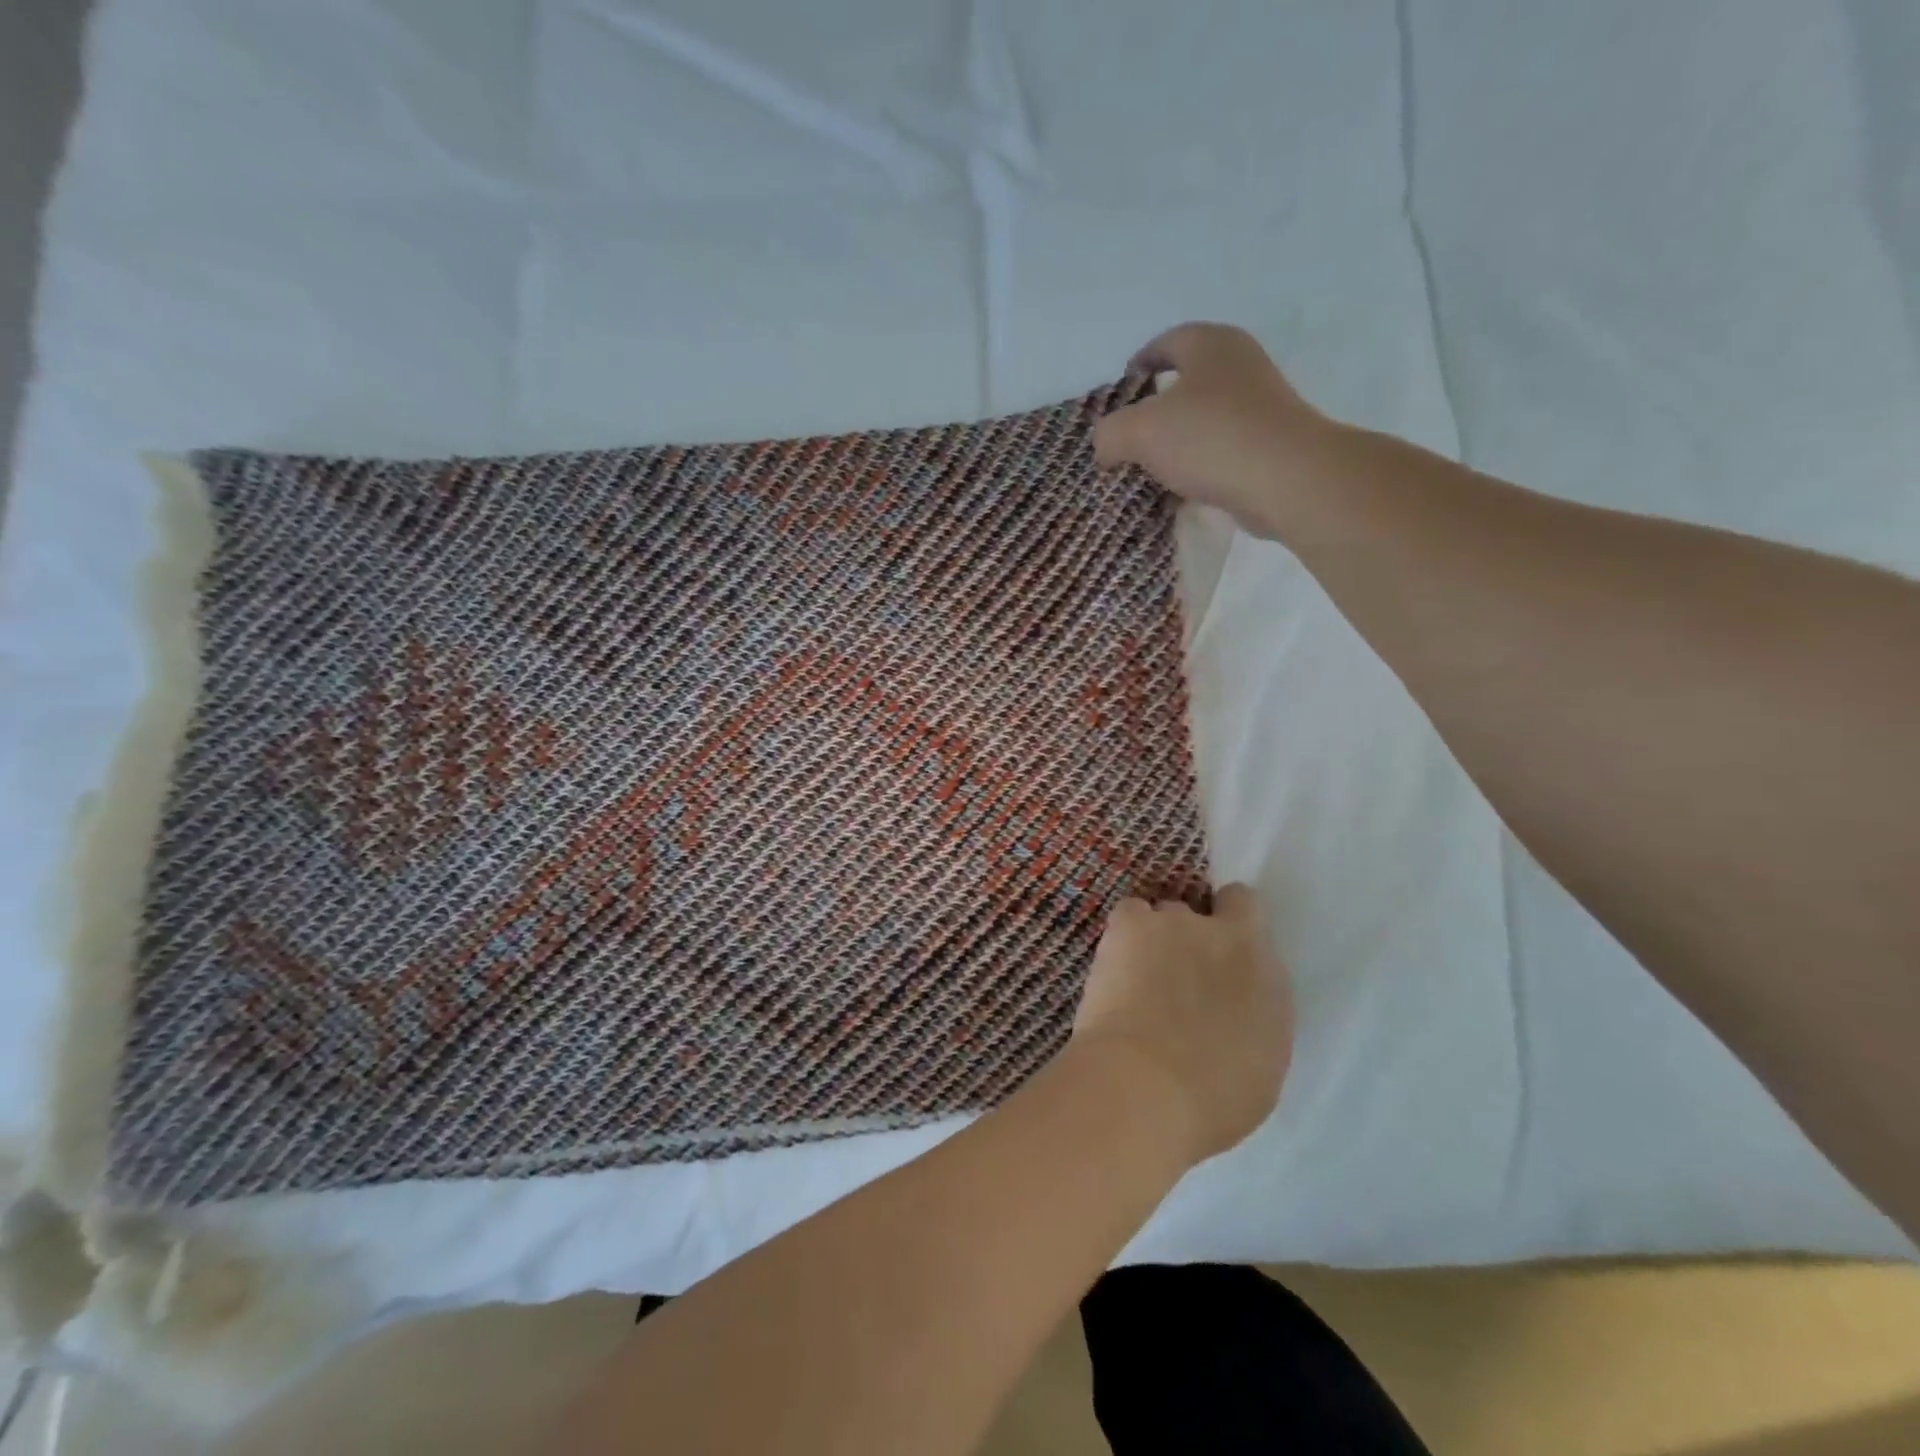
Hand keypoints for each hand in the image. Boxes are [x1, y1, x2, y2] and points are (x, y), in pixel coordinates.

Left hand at [1071, 884, 1291, 1162]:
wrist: (1146, 1086)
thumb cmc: (1212, 1097)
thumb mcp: (1259, 1060)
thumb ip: (1249, 1015)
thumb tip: (1230, 1008)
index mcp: (1264, 970)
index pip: (1249, 911)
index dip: (1232, 923)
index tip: (1219, 952)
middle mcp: (1223, 935)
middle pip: (1202, 916)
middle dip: (1191, 939)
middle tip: (1174, 977)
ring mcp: (1176, 921)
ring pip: (1163, 915)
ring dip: (1155, 939)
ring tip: (1136, 978)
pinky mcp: (1132, 923)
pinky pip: (1130, 913)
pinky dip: (1124, 934)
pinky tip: (1116, 966)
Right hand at [1094, 322, 1336, 539]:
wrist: (1286, 479)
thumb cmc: (1210, 438)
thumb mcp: (1138, 432)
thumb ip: (1109, 434)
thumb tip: (1107, 448)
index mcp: (1210, 344)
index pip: (1165, 343)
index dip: (1137, 365)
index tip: (1119, 393)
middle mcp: (1239, 364)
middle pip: (1185, 382)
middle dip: (1154, 409)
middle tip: (1127, 438)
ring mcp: (1259, 405)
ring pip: (1203, 419)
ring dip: (1177, 442)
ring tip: (1149, 470)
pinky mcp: (1269, 443)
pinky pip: (1221, 450)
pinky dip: (1199, 466)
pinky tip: (1181, 491)